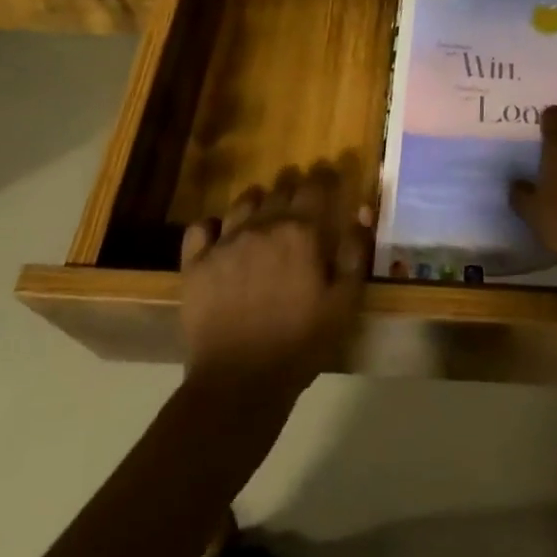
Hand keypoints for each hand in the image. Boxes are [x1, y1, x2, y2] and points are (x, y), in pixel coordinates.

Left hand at [180, 162, 371, 399]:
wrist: (240, 381)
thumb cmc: (301, 342)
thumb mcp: (344, 303)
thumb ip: (354, 254)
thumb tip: (361, 213)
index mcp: (301, 231)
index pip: (315, 187)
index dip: (324, 177)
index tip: (330, 175)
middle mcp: (262, 225)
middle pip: (279, 189)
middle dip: (293, 187)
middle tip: (301, 200)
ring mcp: (225, 242)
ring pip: (243, 202)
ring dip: (258, 202)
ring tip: (264, 213)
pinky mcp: (196, 263)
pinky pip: (201, 227)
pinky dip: (213, 225)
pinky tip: (220, 236)